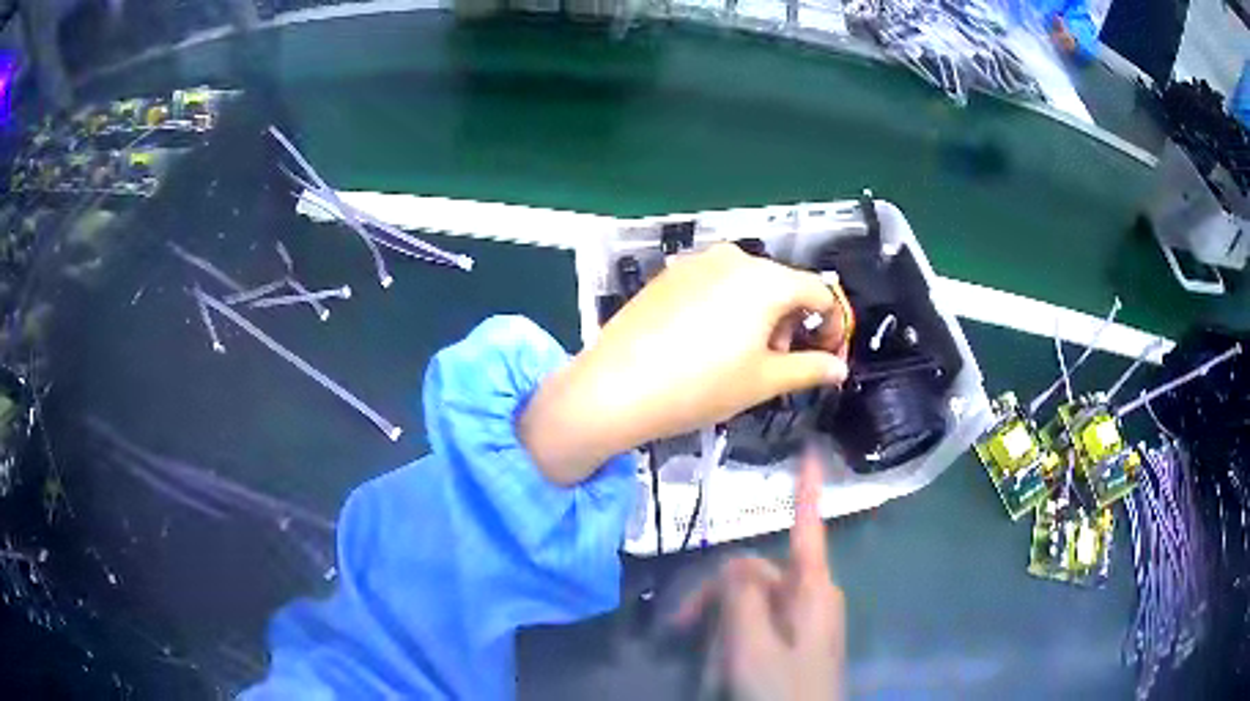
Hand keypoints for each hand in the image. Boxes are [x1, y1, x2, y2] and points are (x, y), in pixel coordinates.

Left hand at [519, 243, 849, 484]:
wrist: (616, 387)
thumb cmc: (700, 386)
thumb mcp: (764, 381)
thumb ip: (810, 369)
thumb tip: (838, 368)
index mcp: (766, 279)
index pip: (821, 292)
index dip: (834, 325)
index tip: (828, 356)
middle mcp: (734, 258)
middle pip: (783, 285)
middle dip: (792, 323)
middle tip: (778, 364)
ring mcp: (696, 262)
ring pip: (748, 284)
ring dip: (760, 317)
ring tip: (740, 358)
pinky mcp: (669, 273)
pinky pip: (714, 285)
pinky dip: (727, 308)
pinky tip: (705, 343)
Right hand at [675, 451, 844, 700]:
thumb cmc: (781, 687)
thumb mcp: (753, 644)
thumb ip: (741, 598)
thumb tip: (733, 564)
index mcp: (813, 590)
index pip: (808, 529)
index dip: (808, 490)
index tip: (810, 451)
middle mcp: (811, 597)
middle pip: (757, 575)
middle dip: (717, 596)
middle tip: (679, 627)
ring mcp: (804, 621)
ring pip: (752, 604)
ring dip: (722, 626)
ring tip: (706, 660)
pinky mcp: (794, 640)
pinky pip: (758, 625)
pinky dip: (734, 639)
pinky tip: (719, 665)